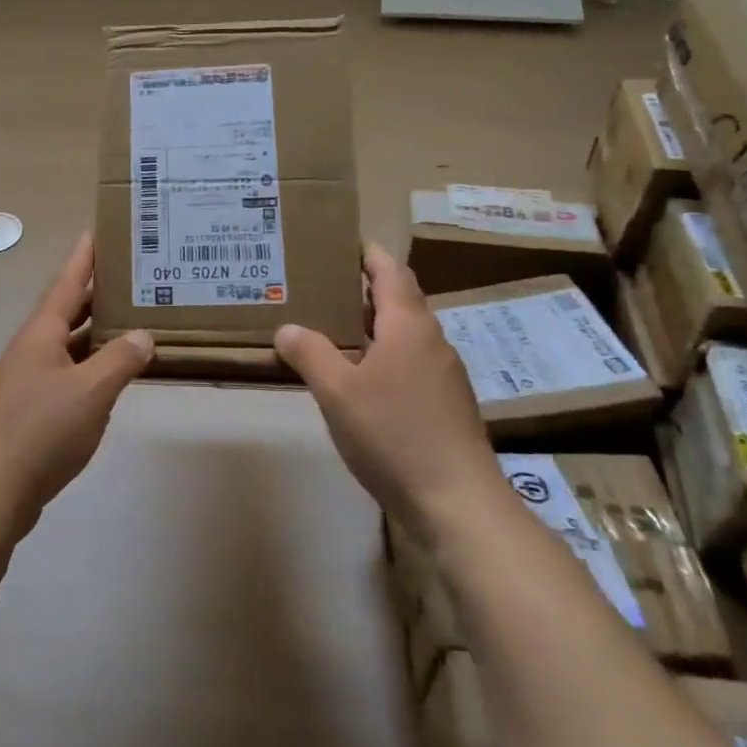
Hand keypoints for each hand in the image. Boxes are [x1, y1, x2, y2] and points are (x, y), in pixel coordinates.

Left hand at [0, 233, 154, 536]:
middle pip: (65, 312)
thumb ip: (120, 360)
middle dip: (93, 294)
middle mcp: (30, 350)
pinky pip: (65, 374)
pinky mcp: (29, 410)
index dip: (82, 259)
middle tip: (127, 278)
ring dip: (93, 332)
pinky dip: (88, 366)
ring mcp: (26, 381)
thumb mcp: (91, 392)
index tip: (95, 232)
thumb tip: (144, 334)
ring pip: (66, 345)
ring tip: (127, 322)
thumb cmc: (42, 430)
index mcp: (40, 335)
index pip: (66, 285)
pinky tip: (108, 377)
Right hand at [274, 243, 502, 534]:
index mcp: (409, 326)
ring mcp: (443, 375)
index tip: (342, 243)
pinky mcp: (446, 406)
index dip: (368, 254)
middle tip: (321, 287)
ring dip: (371, 327)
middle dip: (362, 290)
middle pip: (399, 301)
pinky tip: (357, 380)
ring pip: (403, 335)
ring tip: (331, 330)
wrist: (458, 503)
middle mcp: (431, 342)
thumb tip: (287, 328)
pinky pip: (409, 364)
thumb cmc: (394, 434)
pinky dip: (382, 357)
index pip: (390, 271)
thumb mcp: (338, 392)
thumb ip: (310, 354)